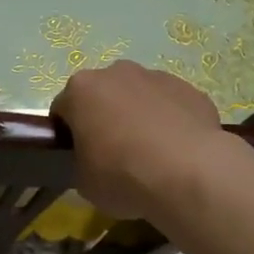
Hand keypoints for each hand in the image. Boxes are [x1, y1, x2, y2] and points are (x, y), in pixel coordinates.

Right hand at [51, 60, 224, 219]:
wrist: (188, 173)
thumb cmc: (122, 175)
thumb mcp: (83, 181)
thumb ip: (81, 161)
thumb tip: (93, 161)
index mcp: (81, 89)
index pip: (63, 110)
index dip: (68, 134)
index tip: (79, 157)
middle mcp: (116, 72)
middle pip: (102, 95)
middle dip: (104, 118)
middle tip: (113, 154)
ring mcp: (156, 77)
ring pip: (139, 96)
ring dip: (138, 116)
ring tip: (150, 153)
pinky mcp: (190, 89)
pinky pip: (170, 105)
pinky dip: (169, 121)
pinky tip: (176, 151)